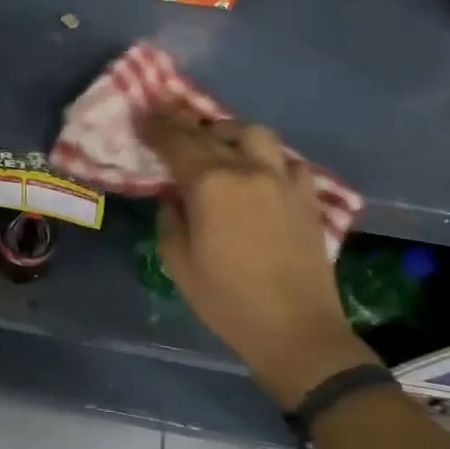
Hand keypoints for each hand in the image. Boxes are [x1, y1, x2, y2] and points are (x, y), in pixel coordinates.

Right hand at [141, 109, 376, 407]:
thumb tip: (175, 198)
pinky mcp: (308, 198)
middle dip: (184, 124)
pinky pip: (288, 162)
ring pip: (255, 135)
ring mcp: (282, 180)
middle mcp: (247, 170)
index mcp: (210, 184)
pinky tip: (260, 175)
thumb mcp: (178, 263)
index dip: (156, 127)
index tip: (142, 116)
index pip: (176, 141)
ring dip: (230, 134)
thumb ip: (171, 219)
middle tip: (169, 124)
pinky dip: (269, 160)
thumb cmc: (228, 301)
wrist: (297, 332)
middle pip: (211, 133)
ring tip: (218, 146)